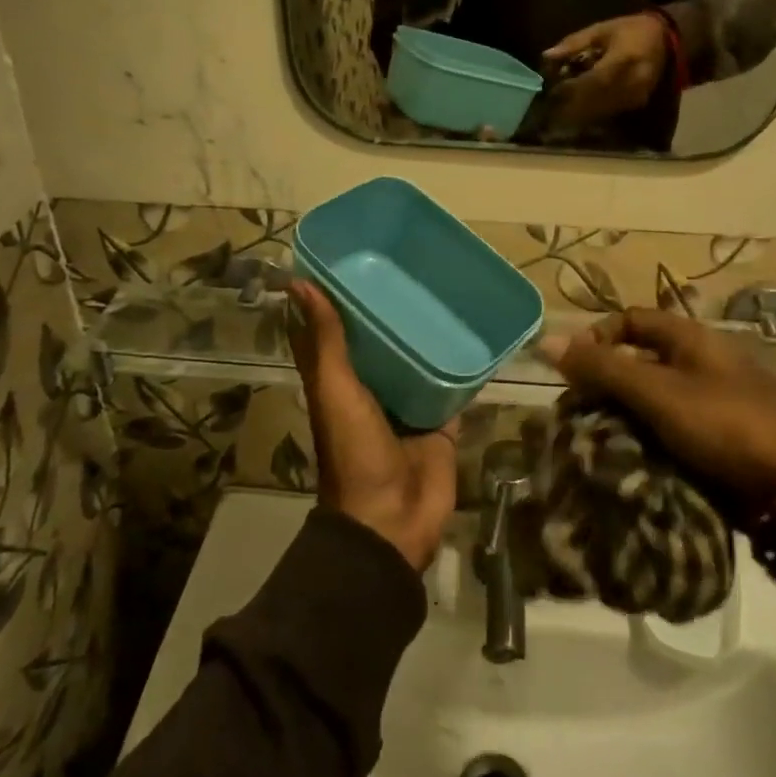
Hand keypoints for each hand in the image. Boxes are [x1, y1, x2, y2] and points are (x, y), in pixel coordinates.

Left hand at [287, 281, 458, 570]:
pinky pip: (454, 386)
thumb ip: (324, 341)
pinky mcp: (442, 421)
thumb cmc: (355, 451)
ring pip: (419, 360)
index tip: (352, 257)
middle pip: (382, 342)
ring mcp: (409, 404)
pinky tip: (477, 334)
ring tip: (447, 289)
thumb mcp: (334, 390)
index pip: (337, 330)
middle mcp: (373, 387)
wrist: (393, 519)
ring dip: (428, 334)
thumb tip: (299, 282)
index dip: (339, 298)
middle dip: (393, 310)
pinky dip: (462, 365)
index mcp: (341, 380)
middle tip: (412, 263)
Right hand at [539, 310, 775, 508]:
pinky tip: (625, 462)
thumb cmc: (725, 423)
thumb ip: (603, 368)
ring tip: (594, 444)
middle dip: (604, 385)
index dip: (598, 337)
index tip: (575, 369)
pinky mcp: (714, 441)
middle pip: (636, 362)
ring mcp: (708, 404)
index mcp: (690, 339)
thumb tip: (547, 341)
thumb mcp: (658, 392)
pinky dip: (644, 442)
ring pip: (649, 401)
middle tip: (578, 415)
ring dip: (621, 418)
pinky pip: (667, 431)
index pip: (631, 320)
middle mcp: (698, 364)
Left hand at [541, 12, 669, 126]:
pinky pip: (610, 110)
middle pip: (596, 99)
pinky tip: (578, 107)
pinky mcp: (636, 103)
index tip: (552, 90)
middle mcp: (632, 82)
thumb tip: (547, 56)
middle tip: (550, 104)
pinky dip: (592, 110)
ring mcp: (636, 95)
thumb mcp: (601, 30)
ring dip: (580, 110)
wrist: (665, 39)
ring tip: (560, 107)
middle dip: (571, 103)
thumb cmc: (630, 30)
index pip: (593, 80)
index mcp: (624, 59)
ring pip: (602, 109)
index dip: (572, 88)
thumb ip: (574, 43)